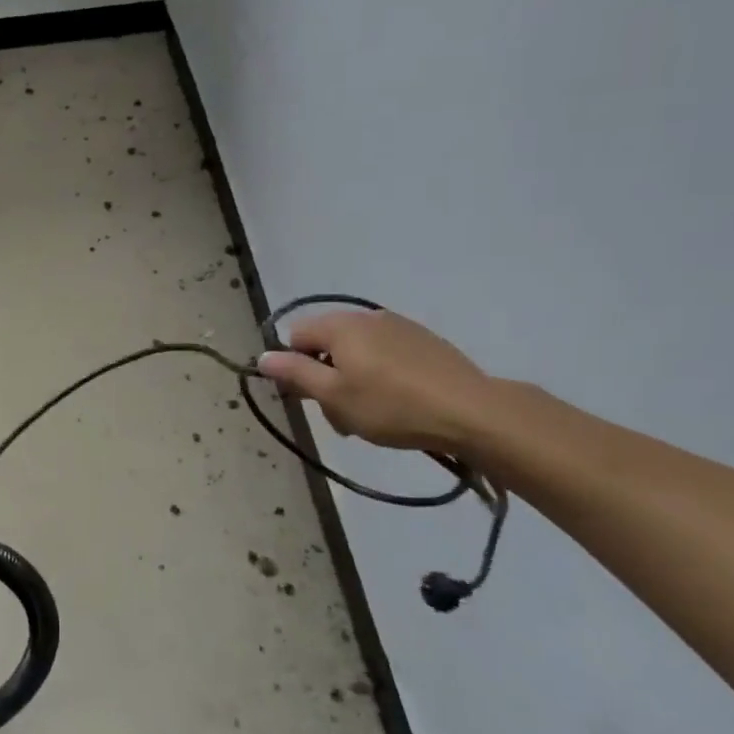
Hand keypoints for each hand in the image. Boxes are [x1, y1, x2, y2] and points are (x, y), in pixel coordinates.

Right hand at [257, 309, 494, 454]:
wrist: (471, 412)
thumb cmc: (391, 406)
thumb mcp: (334, 397)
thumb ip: (295, 374)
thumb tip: (262, 357)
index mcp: (340, 326)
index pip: (296, 336)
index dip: (295, 367)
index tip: (310, 400)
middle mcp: (367, 317)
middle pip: (327, 343)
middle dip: (325, 377)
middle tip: (341, 416)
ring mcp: (399, 326)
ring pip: (357, 351)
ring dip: (352, 379)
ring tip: (370, 415)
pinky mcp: (425, 341)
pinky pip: (386, 354)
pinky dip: (381, 375)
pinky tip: (398, 403)